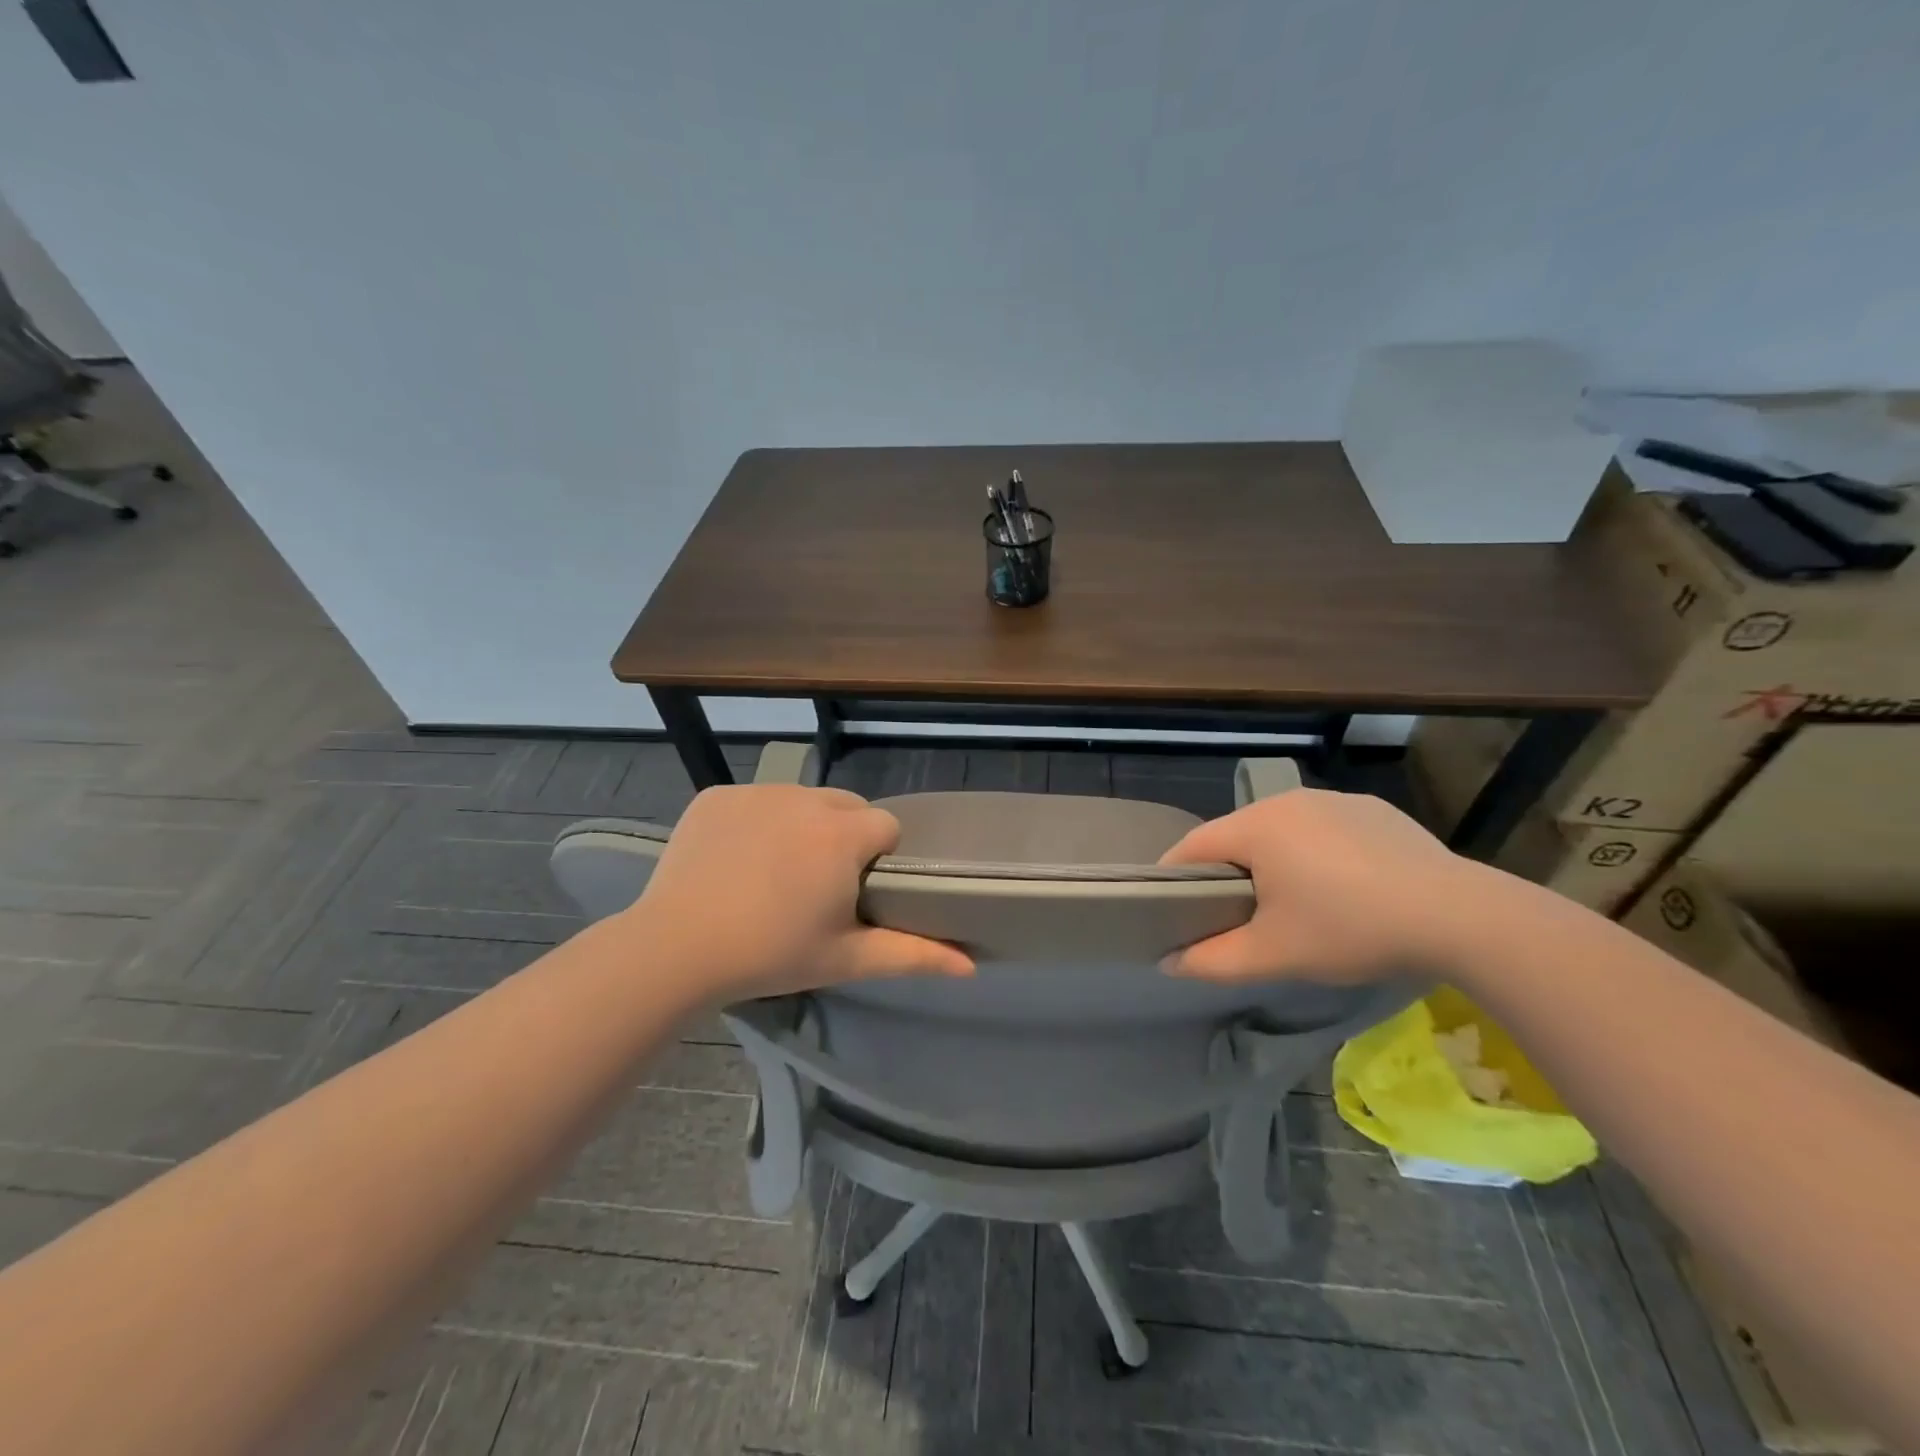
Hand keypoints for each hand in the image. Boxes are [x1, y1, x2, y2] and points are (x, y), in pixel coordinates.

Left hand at [628, 784, 973, 1002]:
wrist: (676, 949)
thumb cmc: (771, 954)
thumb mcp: (846, 958)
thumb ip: (913, 955)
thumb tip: (970, 965)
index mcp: (844, 834)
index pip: (885, 827)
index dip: (877, 859)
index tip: (855, 891)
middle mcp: (806, 799)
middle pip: (845, 807)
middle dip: (843, 837)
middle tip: (816, 886)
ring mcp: (757, 792)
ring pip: (800, 801)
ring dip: (801, 827)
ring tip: (774, 874)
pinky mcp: (717, 795)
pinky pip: (754, 801)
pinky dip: (754, 823)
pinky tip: (735, 861)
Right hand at [1158, 788, 1491, 983]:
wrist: (1460, 917)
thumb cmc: (1350, 929)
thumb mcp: (1274, 955)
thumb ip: (1213, 960)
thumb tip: (1169, 962)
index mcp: (1257, 826)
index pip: (1193, 845)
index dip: (1175, 878)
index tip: (1174, 910)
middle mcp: (1289, 800)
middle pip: (1237, 836)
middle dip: (1229, 873)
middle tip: (1238, 917)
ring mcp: (1336, 800)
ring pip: (1282, 831)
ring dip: (1275, 862)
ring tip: (1295, 904)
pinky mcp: (1374, 810)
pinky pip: (1325, 829)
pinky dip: (1319, 854)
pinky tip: (1346, 888)